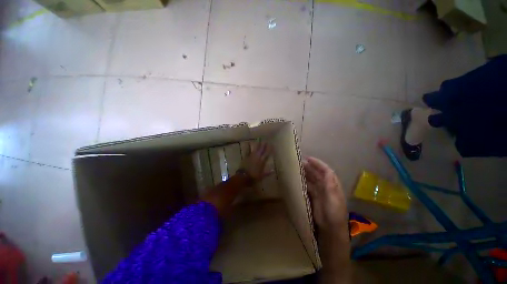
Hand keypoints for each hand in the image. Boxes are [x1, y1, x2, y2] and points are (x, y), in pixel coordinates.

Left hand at [239, 142, 272, 181]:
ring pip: (255, 149)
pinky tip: (248, 143)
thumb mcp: (262, 176)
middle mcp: (257, 157)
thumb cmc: (253, 177)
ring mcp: (251, 156)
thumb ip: (267, 173)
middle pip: (261, 150)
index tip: (271, 145)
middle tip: (266, 140)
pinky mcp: (246, 157)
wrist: (243, 176)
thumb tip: (273, 170)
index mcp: (262, 161)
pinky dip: (248, 147)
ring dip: (257, 145)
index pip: (266, 154)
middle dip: (264, 145)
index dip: (269, 149)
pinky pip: (247, 150)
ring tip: (259, 140)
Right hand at [303, 157, 347, 235]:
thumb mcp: (334, 198)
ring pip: (311, 179)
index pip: (325, 170)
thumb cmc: (334, 213)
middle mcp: (326, 186)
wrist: (331, 229)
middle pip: (317, 173)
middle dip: (309, 167)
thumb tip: (327, 171)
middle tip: (298, 162)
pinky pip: (308, 186)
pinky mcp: (314, 196)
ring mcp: (319, 191)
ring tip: (296, 168)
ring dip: (305, 173)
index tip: (308, 159)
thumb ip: (330, 185)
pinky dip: (303, 181)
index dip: (317, 163)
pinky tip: (297, 179)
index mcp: (332, 184)